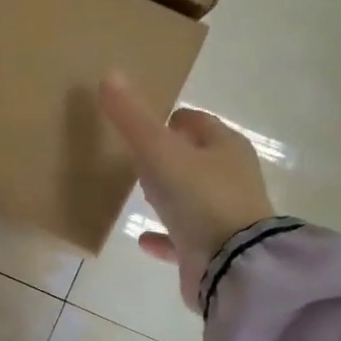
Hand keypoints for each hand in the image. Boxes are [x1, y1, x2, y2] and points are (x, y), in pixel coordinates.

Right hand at [99, 73, 274, 309]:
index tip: (145, 125)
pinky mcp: (212, 250)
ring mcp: (224, 216)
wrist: (231, 264)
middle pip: (196, 159)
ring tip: (140, 193)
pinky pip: (182, 238)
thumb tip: (109, 76)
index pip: (198, 123)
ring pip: (192, 198)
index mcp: (225, 147)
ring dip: (169, 195)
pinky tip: (142, 238)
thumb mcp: (159, 151)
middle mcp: (230, 178)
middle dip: (170, 156)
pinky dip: (164, 236)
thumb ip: (132, 118)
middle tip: (137, 158)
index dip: (172, 121)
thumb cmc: (200, 197)